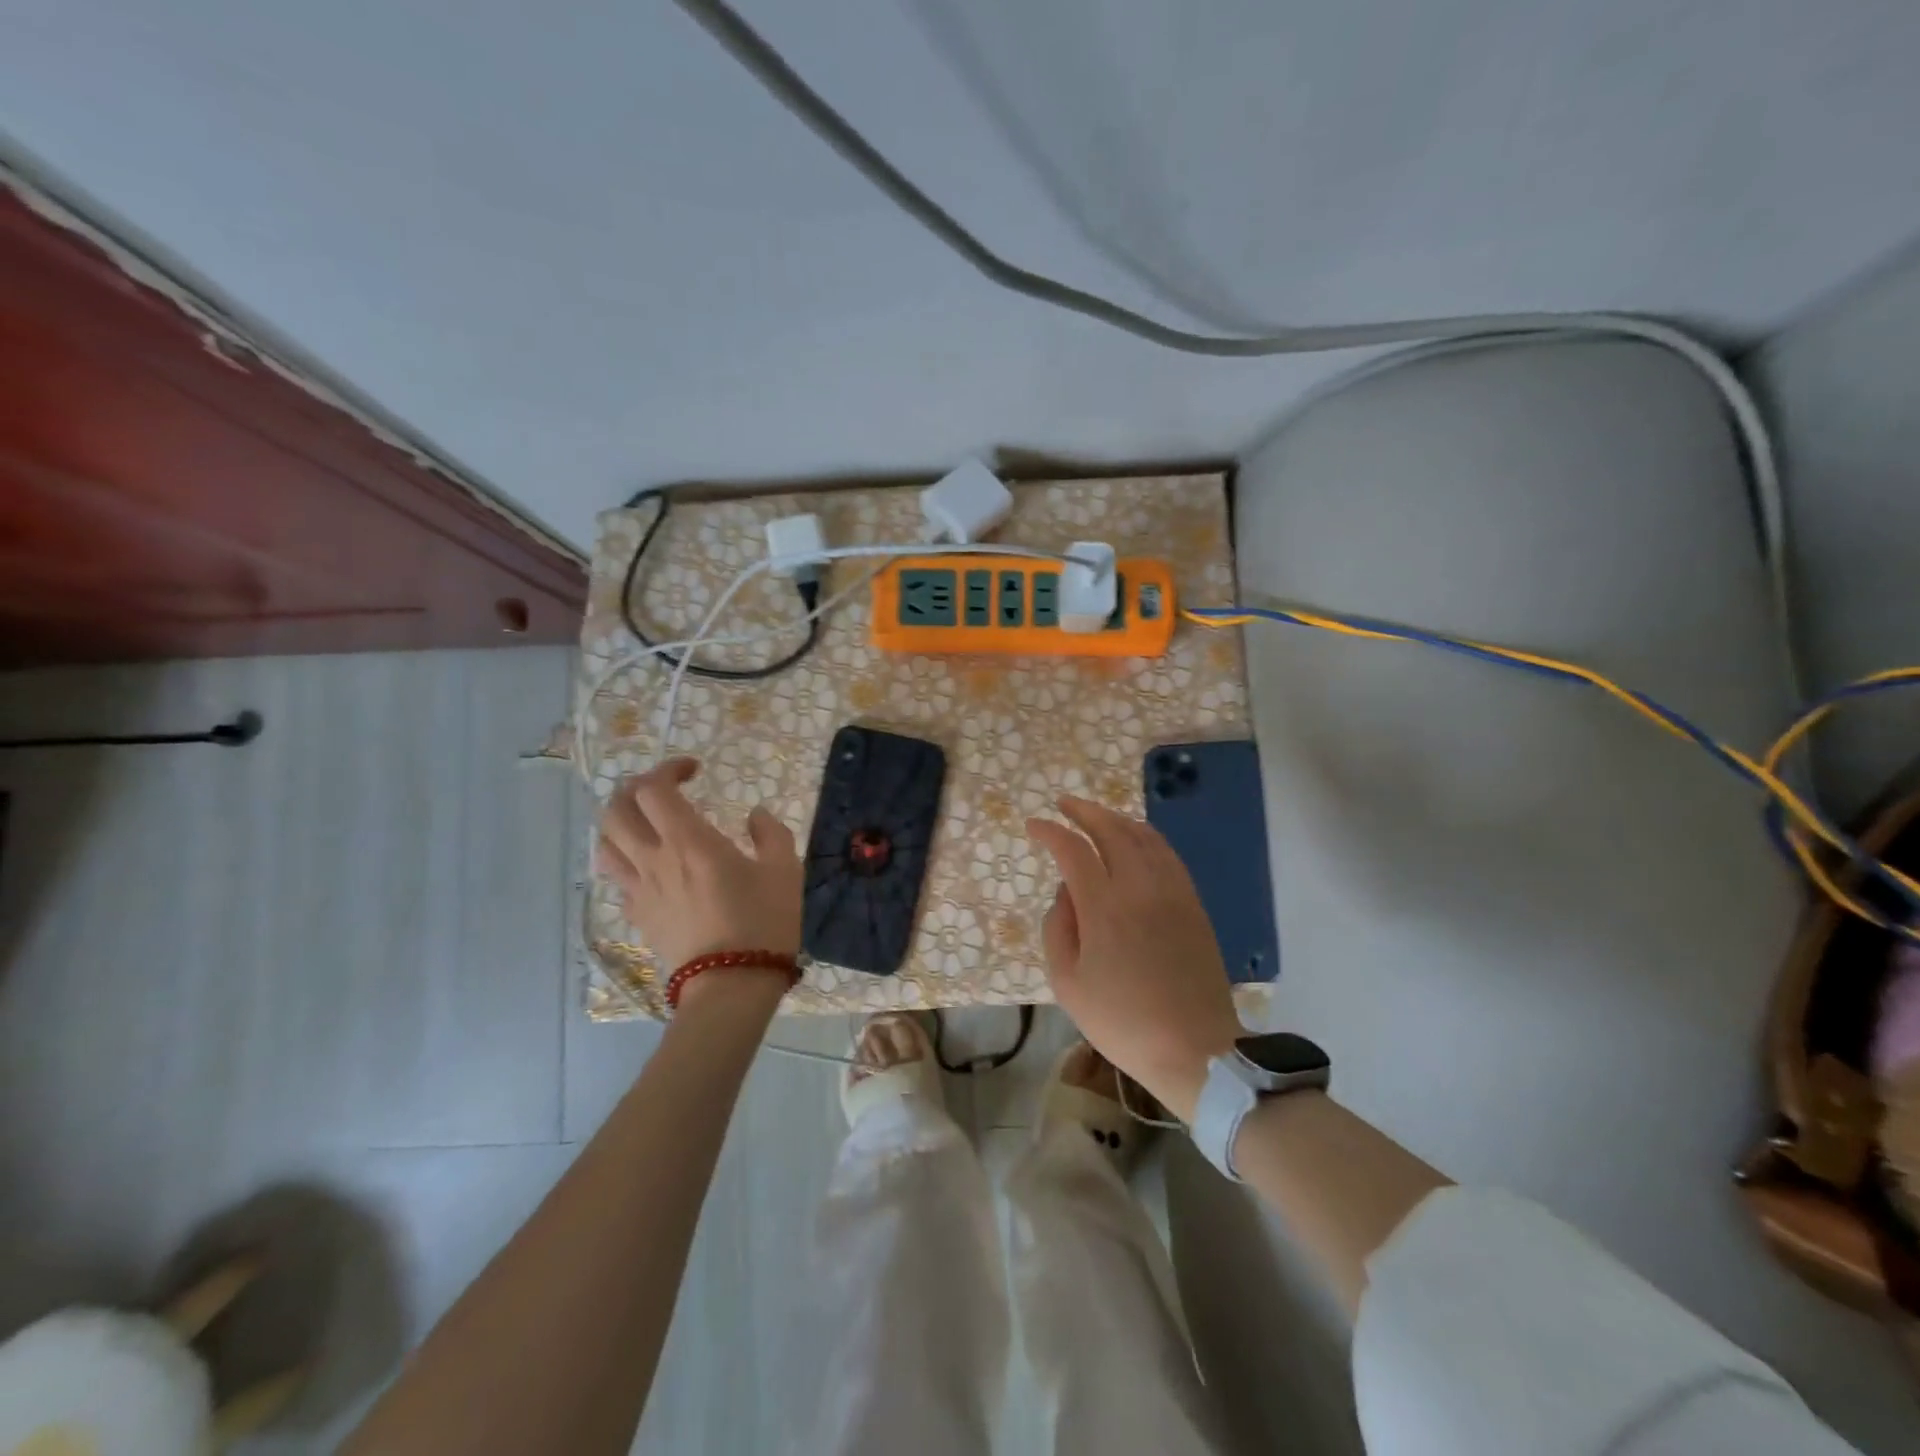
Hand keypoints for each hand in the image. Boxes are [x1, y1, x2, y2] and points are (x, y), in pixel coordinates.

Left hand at [596, 758, 802, 1003]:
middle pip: (615, 810)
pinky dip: (627, 859)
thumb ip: (770, 832)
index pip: (654, 789)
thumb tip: (755, 815)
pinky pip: (618, 877)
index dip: (668, 769)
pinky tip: (652, 865)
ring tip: (648, 823)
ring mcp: (640, 889)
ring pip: (605, 843)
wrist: (732, 984)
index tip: (694, 770)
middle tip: (665, 791)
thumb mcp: (784, 869)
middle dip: (635, 789)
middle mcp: (654, 859)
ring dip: (621, 823)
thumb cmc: (763, 921)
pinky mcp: (638, 915)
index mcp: (689, 841)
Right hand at [1027, 796, 1242, 1121]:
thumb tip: (1065, 893)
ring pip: (1144, 836)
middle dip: (1084, 811)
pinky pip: (1168, 855)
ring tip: (1097, 816)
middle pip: (1111, 830)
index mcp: (1104, 907)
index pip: (1073, 850)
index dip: (1050, 832)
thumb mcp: (1068, 984)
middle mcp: (1139, 887)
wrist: (1194, 1048)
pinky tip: (1137, 841)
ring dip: (1116, 819)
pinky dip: (1146, 837)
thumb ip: (1057, 929)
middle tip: (1064, 804)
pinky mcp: (1193, 904)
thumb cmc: (1122, 1021)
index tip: (1034, 826)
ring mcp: (1172, 892)